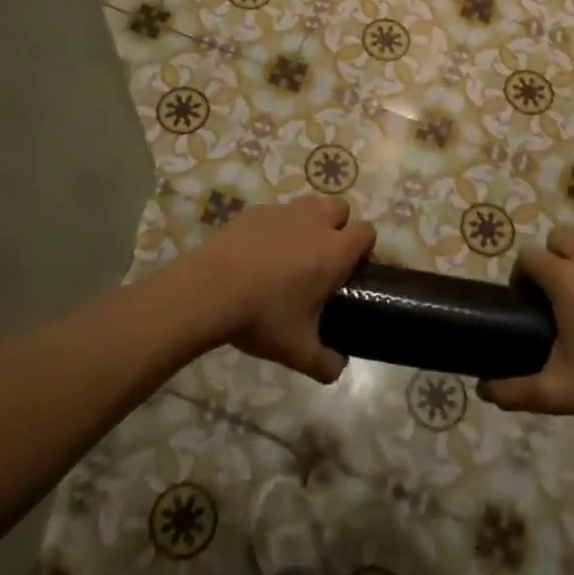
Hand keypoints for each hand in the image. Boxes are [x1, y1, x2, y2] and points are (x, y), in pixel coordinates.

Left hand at [181, 196, 373, 383]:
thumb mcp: (297, 350)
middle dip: (339, 227)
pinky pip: (276, 213)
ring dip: (309, 223)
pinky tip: (258, 255)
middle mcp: (313, 222)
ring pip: (309, 205)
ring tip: (291, 254)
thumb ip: (325, 363)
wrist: (207, 291)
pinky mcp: (253, 212)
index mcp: (333, 251)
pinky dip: (276, 228)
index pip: (366, 232)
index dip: (363, 248)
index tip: (350, 270)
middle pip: (340, 208)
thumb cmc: (262, 316)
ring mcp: (282, 212)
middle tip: (322, 260)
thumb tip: (338, 369)